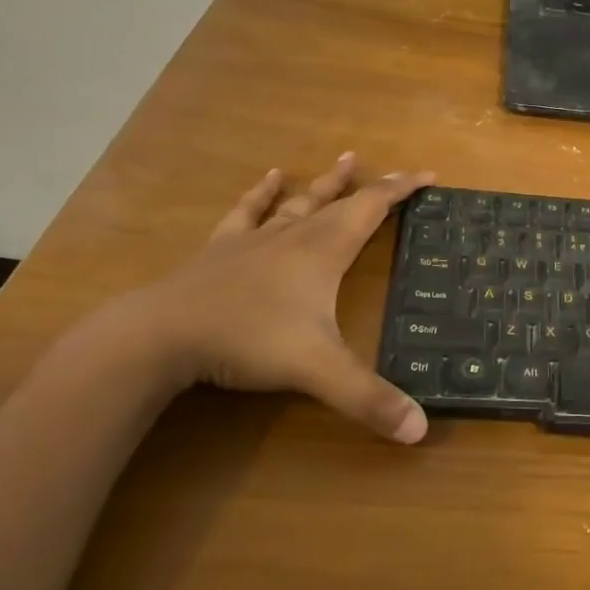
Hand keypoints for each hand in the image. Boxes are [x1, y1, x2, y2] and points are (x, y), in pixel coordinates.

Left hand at [137, 154, 435, 442]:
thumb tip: (421, 431)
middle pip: (341, 201)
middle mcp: (296, 235)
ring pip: (300, 201)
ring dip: (325, 182)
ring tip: (345, 159)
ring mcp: (256, 239)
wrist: (161, 334)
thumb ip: (368, 398)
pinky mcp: (221, 250)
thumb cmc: (248, 340)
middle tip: (395, 171)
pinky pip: (248, 212)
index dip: (402, 190)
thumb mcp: (317, 371)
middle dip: (373, 186)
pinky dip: (261, 194)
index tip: (428, 175)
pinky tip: (269, 177)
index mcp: (325, 250)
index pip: (373, 208)